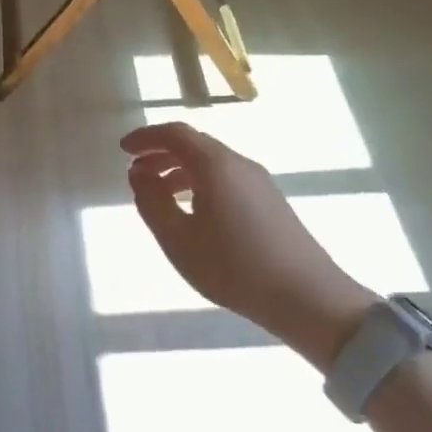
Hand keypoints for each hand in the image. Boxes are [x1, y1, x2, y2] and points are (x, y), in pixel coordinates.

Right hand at [121, 123, 375, 363]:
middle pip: (194, 145)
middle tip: (135, 172)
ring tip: (158, 195)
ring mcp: (259, 182)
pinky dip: (199, 183)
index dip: (146, 137)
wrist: (307, 297)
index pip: (175, 134)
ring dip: (179, 171)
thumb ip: (152, 202)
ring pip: (211, 163)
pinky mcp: (270, 202)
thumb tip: (139, 175)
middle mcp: (239, 164)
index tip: (123, 149)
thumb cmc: (233, 267)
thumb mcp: (178, 239)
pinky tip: (192, 212)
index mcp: (215, 165)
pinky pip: (226, 178)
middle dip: (160, 153)